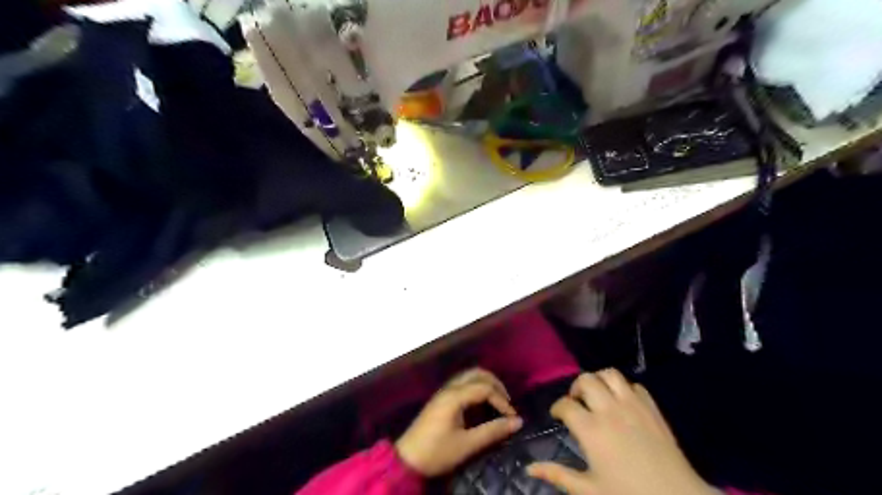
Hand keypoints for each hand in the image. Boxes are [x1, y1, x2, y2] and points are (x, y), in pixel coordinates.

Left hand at [398, 370, 522, 477]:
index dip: (502, 400)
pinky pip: (463, 382)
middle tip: (507, 402)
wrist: (407, 459)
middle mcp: (449, 388)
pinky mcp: (441, 398)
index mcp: (455, 396)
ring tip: (497, 400)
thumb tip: (517, 422)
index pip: (485, 388)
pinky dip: (476, 386)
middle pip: (477, 373)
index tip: (512, 417)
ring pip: (469, 375)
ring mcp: (444, 391)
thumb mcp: (467, 445)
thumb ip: (492, 431)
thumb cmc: (437, 452)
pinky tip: (481, 402)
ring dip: (485, 383)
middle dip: (495, 384)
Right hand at [521, 370, 714, 493]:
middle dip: (575, 388)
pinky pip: (634, 385)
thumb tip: (529, 468)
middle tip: (577, 403)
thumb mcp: (590, 490)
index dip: (557, 408)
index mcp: (591, 429)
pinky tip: (622, 404)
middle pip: (585, 380)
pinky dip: (624, 388)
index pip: (565, 404)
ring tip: (597, 396)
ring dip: (599, 381)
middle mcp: (609, 409)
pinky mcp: (652, 408)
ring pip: (610, 374)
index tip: (558, 416)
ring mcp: (633, 405)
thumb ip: (558, 475)